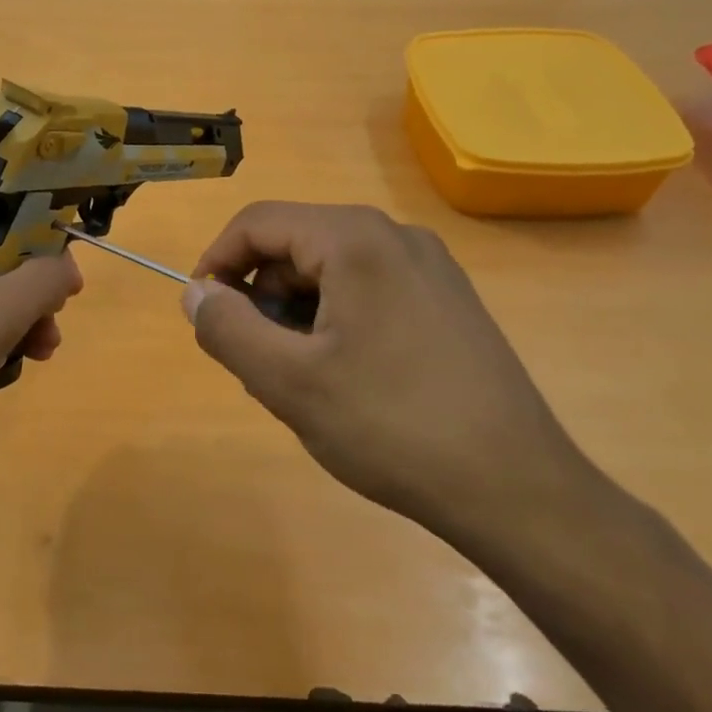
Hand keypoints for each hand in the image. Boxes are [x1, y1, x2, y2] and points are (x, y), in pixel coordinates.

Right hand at [185, 202, 587, 550]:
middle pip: (295, 246)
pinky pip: (367, 292)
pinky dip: (335, 323)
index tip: (202, 316)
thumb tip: (195, 292)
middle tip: (257, 366)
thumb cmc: (391, 427)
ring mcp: (428, 267)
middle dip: (261, 298)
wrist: (515, 488)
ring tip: (301, 383)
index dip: (216, 263)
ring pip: (330, 272)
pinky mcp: (446, 301)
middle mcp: (395, 235)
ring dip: (296, 316)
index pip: (258, 223)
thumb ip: (227, 328)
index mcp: (355, 239)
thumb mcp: (289, 382)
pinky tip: (344, 381)